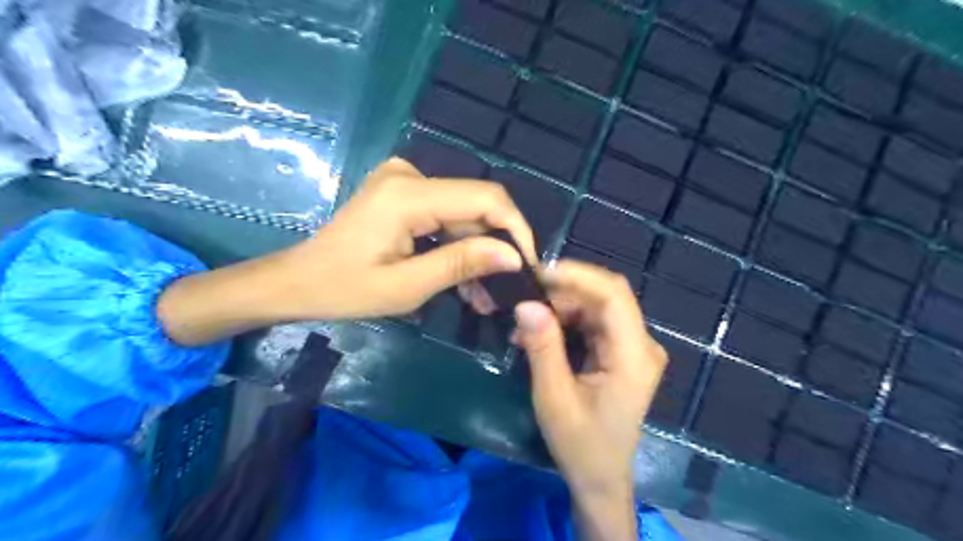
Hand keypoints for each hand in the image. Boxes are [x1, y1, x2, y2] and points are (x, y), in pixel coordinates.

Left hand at [284, 156, 539, 317]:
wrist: (296, 281)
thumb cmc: (344, 289)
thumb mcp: (407, 286)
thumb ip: (462, 264)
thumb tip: (514, 256)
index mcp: (408, 194)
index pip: (485, 198)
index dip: (515, 228)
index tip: (528, 265)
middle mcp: (409, 175)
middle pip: (475, 205)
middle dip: (495, 247)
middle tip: (506, 290)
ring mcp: (404, 181)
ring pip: (462, 214)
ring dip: (477, 251)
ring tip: (484, 296)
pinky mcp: (402, 193)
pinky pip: (444, 216)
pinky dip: (456, 246)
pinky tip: (464, 278)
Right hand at [512, 259, 671, 536]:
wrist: (601, 477)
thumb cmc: (580, 444)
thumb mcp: (554, 397)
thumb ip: (542, 348)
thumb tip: (525, 304)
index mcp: (634, 357)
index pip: (614, 296)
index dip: (578, 277)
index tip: (540, 273)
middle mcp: (641, 345)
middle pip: (606, 297)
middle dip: (564, 292)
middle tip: (525, 299)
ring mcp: (633, 348)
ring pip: (597, 306)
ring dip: (561, 307)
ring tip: (525, 322)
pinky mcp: (621, 352)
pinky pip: (593, 323)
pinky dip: (566, 321)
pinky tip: (540, 333)